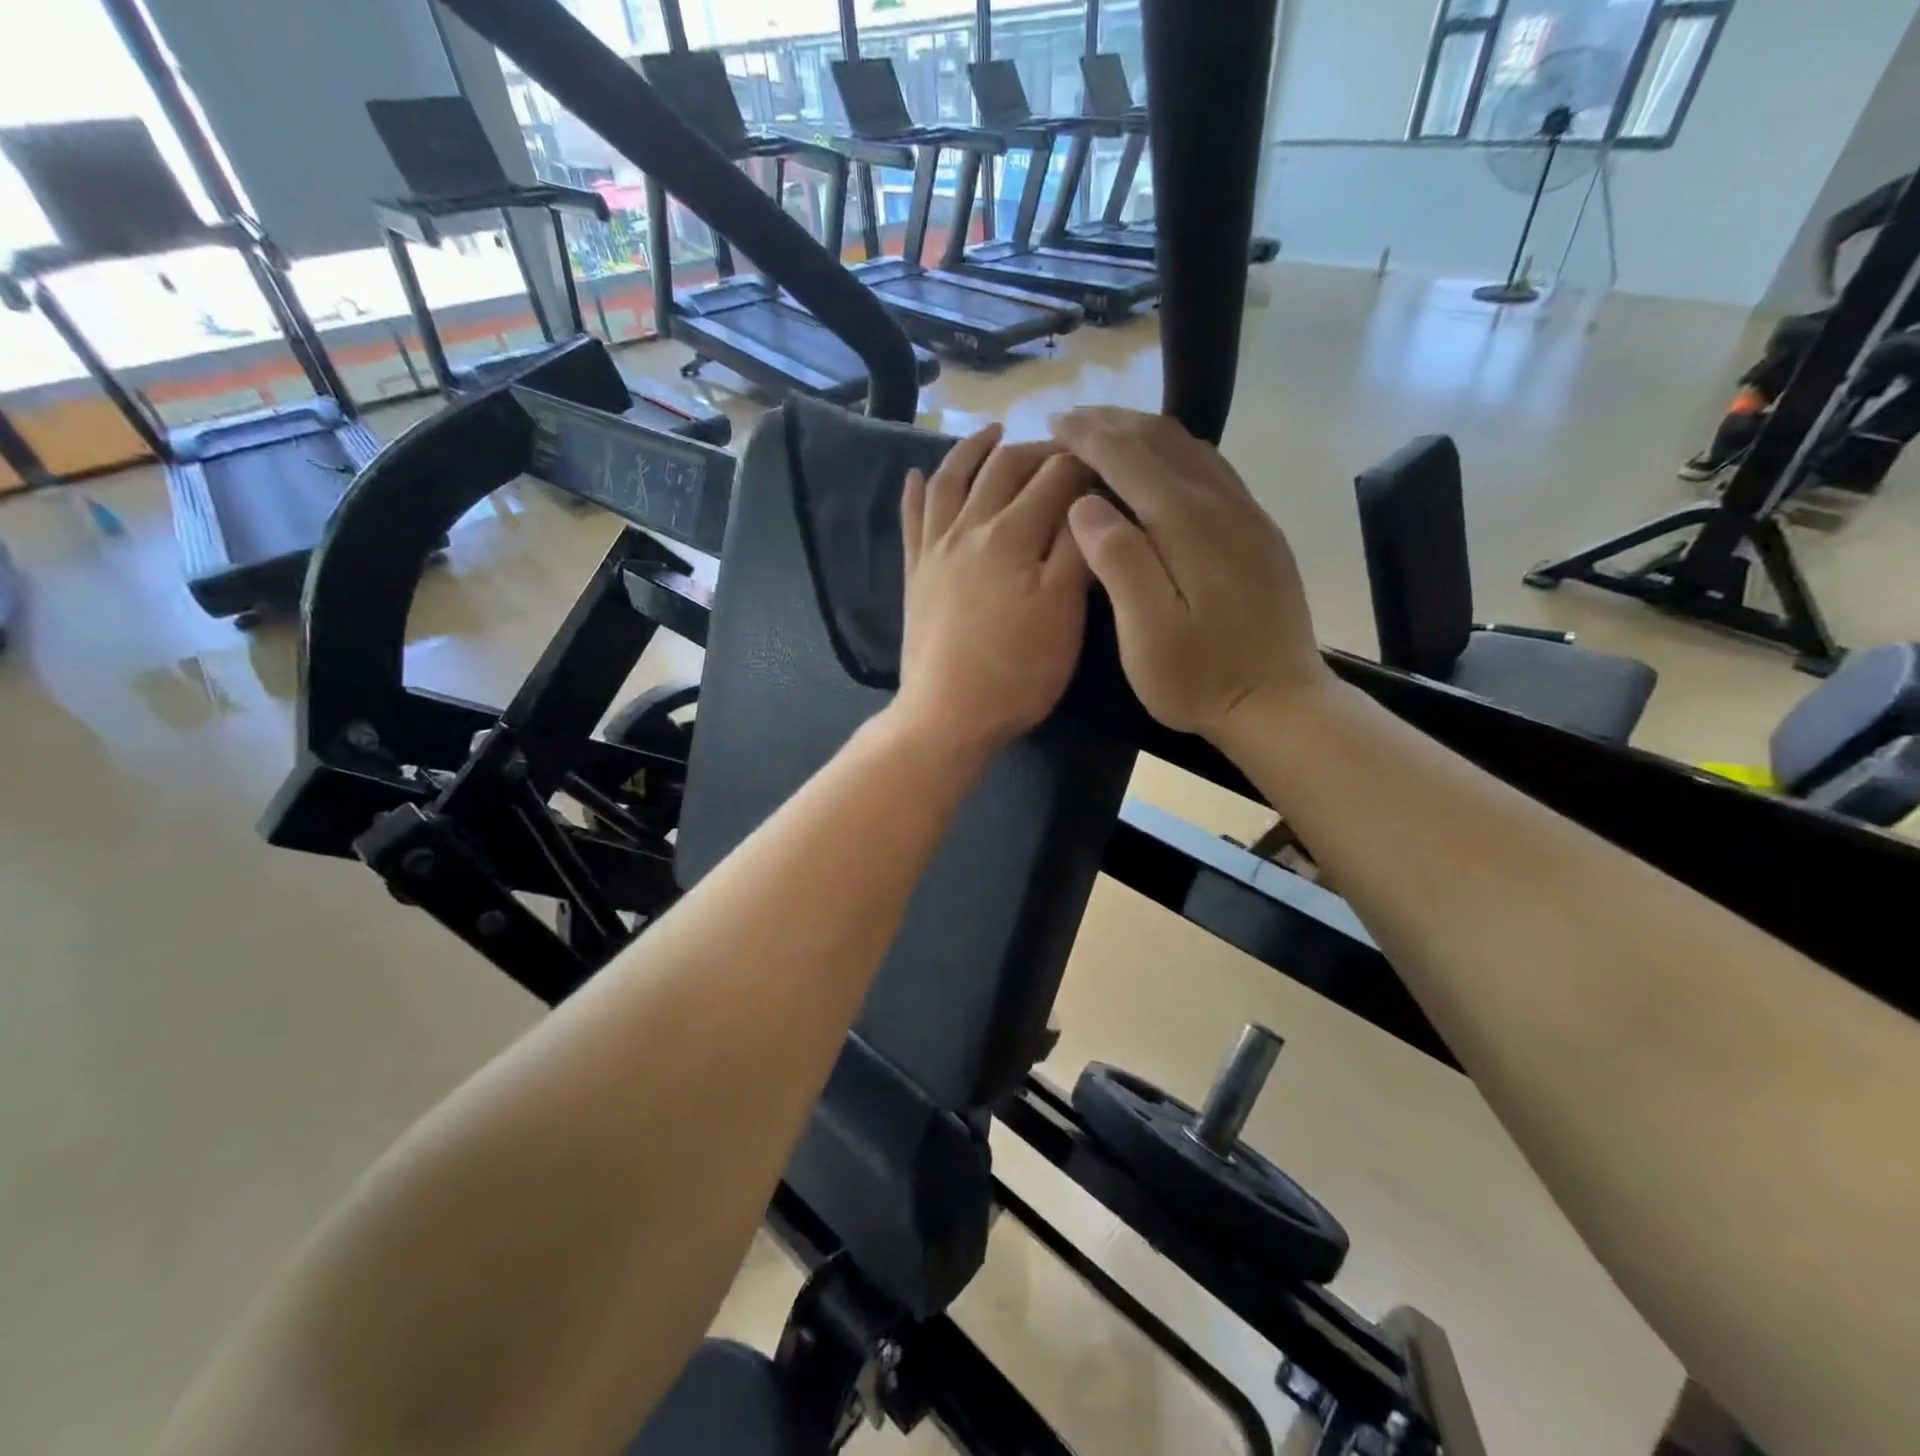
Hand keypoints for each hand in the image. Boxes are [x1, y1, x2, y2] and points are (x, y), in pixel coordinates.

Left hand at [893, 424, 1090, 755]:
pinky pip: (911, 520)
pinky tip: (914, 475)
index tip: (1106, 464)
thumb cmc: (1017, 672)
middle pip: (1004, 469)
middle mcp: (969, 528)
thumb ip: (1076, 550)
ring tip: (992, 433)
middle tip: (1064, 450)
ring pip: (951, 480)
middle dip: (1038, 451)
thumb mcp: (1063, 613)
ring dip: (973, 450)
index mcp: (1013, 536)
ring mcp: (935, 550)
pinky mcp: (915, 574)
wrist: (948, 715)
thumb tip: (1088, 500)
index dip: (1084, 465)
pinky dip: (913, 492)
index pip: (1054, 479)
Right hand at [1052, 407, 1333, 739]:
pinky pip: (1214, 470)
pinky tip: (1162, 465)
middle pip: (1164, 441)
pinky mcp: (1259, 533)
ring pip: (1193, 449)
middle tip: (1073, 421)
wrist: (1279, 704)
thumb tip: (1085, 504)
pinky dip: (1177, 453)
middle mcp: (1222, 505)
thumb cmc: (1201, 678)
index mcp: (1188, 525)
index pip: (1131, 458)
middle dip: (1115, 424)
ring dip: (1146, 432)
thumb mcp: (1147, 632)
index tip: (1055, 424)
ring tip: (1109, 432)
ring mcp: (1247, 516)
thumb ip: (1119, 562)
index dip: (1090, 437)